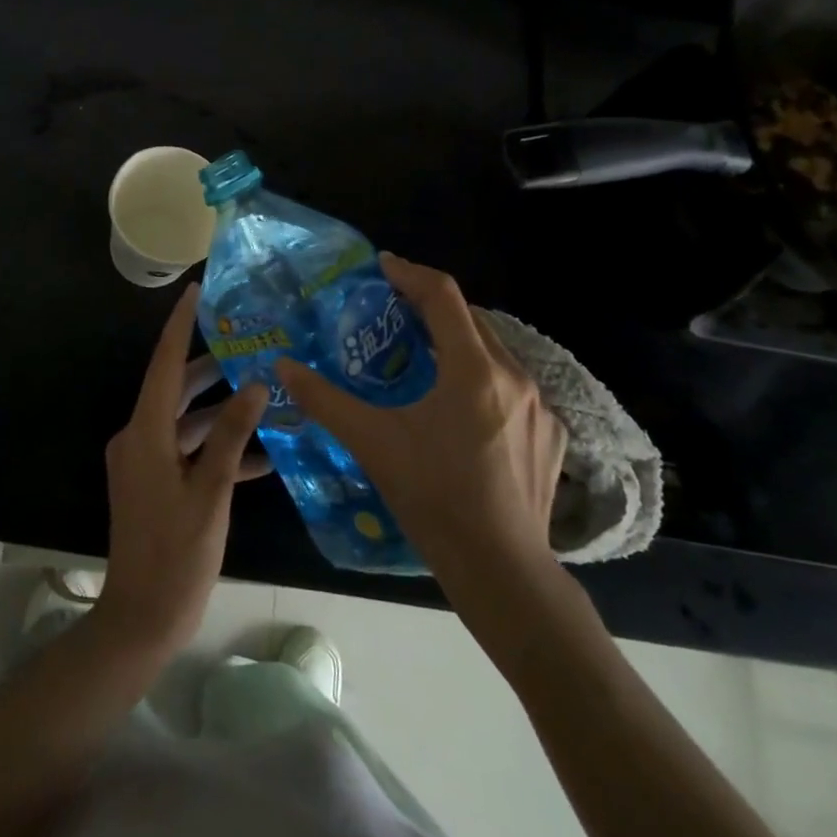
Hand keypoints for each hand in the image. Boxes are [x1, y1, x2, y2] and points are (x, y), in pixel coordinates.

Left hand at [95, 283, 269, 657]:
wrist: (141, 619)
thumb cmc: (177, 554)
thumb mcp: (212, 491)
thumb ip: (233, 435)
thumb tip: (255, 385)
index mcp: (144, 433)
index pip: (164, 364)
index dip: (180, 326)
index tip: (197, 291)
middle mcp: (138, 438)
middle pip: (176, 389)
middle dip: (212, 368)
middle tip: (250, 343)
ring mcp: (144, 463)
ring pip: (186, 422)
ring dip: (221, 413)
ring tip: (265, 394)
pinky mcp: (154, 484)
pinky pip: (186, 452)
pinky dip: (216, 449)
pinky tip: (261, 456)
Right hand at [274, 254, 566, 584]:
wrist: (502, 570)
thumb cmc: (434, 498)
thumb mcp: (372, 443)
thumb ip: (325, 399)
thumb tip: (282, 366)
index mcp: (474, 370)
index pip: (443, 296)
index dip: (409, 273)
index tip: (381, 266)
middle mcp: (515, 376)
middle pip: (471, 318)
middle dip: (431, 306)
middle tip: (393, 311)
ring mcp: (542, 407)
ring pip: (495, 351)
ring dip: (458, 340)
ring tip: (422, 355)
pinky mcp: (553, 435)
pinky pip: (514, 385)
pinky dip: (482, 376)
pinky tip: (461, 406)